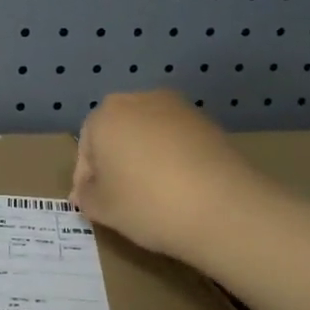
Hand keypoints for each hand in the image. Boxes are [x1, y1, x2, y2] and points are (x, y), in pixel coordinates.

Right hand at [72, 91, 261, 260]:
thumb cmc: (147, 203)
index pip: (86, 149)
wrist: (223, 207)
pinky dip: (172, 158)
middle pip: (117, 133)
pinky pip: (177, 139)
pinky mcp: (207, 122)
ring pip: (148, 133)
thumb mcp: (103, 208)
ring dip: (144, 156)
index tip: (93, 204)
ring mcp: (177, 108)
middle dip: (114, 161)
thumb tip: (86, 190)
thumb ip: (86, 195)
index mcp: (104, 116)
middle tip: (120, 196)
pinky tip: (179, 186)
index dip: (86, 179)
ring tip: (152, 192)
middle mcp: (138, 100)